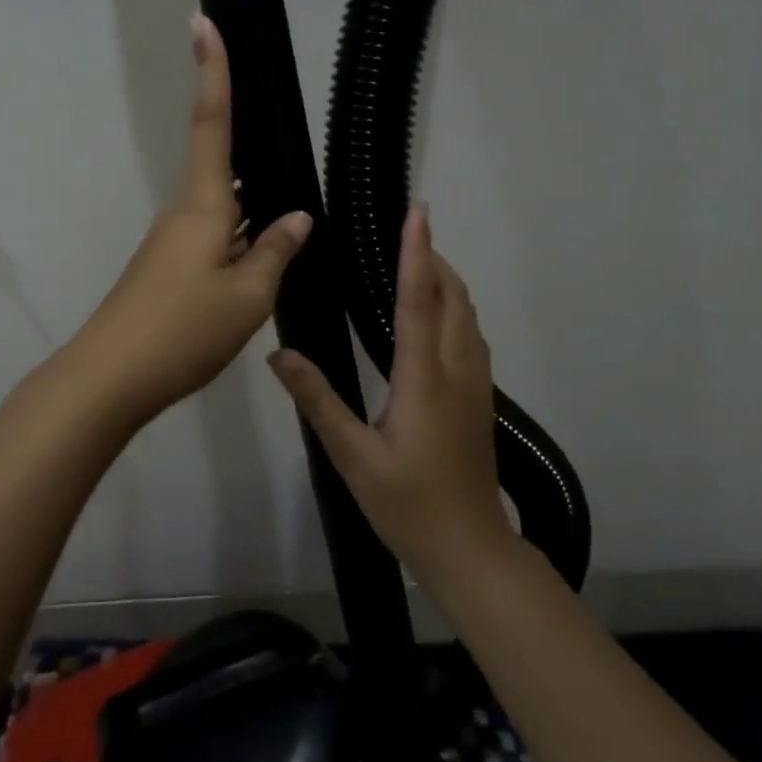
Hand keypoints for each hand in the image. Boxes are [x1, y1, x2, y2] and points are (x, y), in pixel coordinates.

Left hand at [72, 16, 312, 431]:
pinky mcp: (165, 271)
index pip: (211, 125)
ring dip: (253, 215)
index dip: (213, 73)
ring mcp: (171, 244)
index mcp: (203, 206)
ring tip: (293, 227)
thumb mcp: (248, 296)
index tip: (204, 22)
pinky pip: (213, 242)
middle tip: (291, 152)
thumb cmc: (183, 330)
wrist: (110, 378)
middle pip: (224, 170)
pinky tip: (262, 269)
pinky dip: (239, 244)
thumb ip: (275, 251)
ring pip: (223, 214)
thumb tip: (297, 218)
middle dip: (255, 159)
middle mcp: (184, 214)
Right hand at [268, 205, 513, 578]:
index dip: (416, 252)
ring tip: (414, 262)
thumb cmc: (408, 504)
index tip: (416, 212)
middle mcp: (457, 371)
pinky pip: (471, 334)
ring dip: (446, 280)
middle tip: (402, 232)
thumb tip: (282, 354)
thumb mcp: (353, 457)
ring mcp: (476, 384)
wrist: (470, 549)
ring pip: (468, 315)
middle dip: (433, 257)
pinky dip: (453, 307)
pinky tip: (431, 316)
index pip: (420, 300)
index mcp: (425, 378)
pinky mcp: (480, 398)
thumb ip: (319, 401)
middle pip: (453, 297)